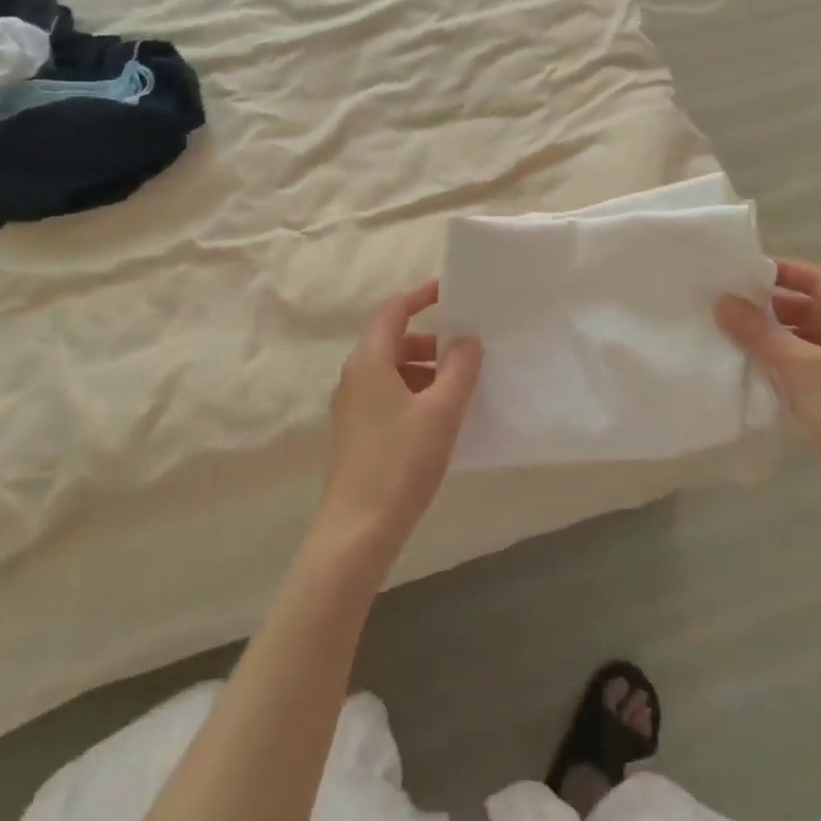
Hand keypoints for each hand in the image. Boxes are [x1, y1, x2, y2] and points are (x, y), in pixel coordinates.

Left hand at [319, 282, 482, 560]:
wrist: (357, 530)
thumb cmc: (400, 462)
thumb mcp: (441, 411)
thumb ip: (459, 369)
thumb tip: (467, 340)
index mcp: (369, 361)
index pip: (393, 311)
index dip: (420, 296)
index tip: (450, 291)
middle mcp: (354, 376)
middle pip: (393, 341)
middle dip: (431, 341)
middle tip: (466, 350)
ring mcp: (353, 406)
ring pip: (392, 370)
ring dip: (425, 369)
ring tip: (459, 386)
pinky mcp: (358, 431)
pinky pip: (388, 394)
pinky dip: (415, 392)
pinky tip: (440, 417)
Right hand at [716, 259, 820, 516]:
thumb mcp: (801, 367)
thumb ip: (759, 332)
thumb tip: (721, 300)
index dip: (786, 272)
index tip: (746, 272)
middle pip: (813, 311)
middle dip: (774, 307)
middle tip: (731, 305)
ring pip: (807, 343)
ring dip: (774, 337)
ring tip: (733, 335)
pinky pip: (805, 371)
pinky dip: (780, 365)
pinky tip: (751, 370)